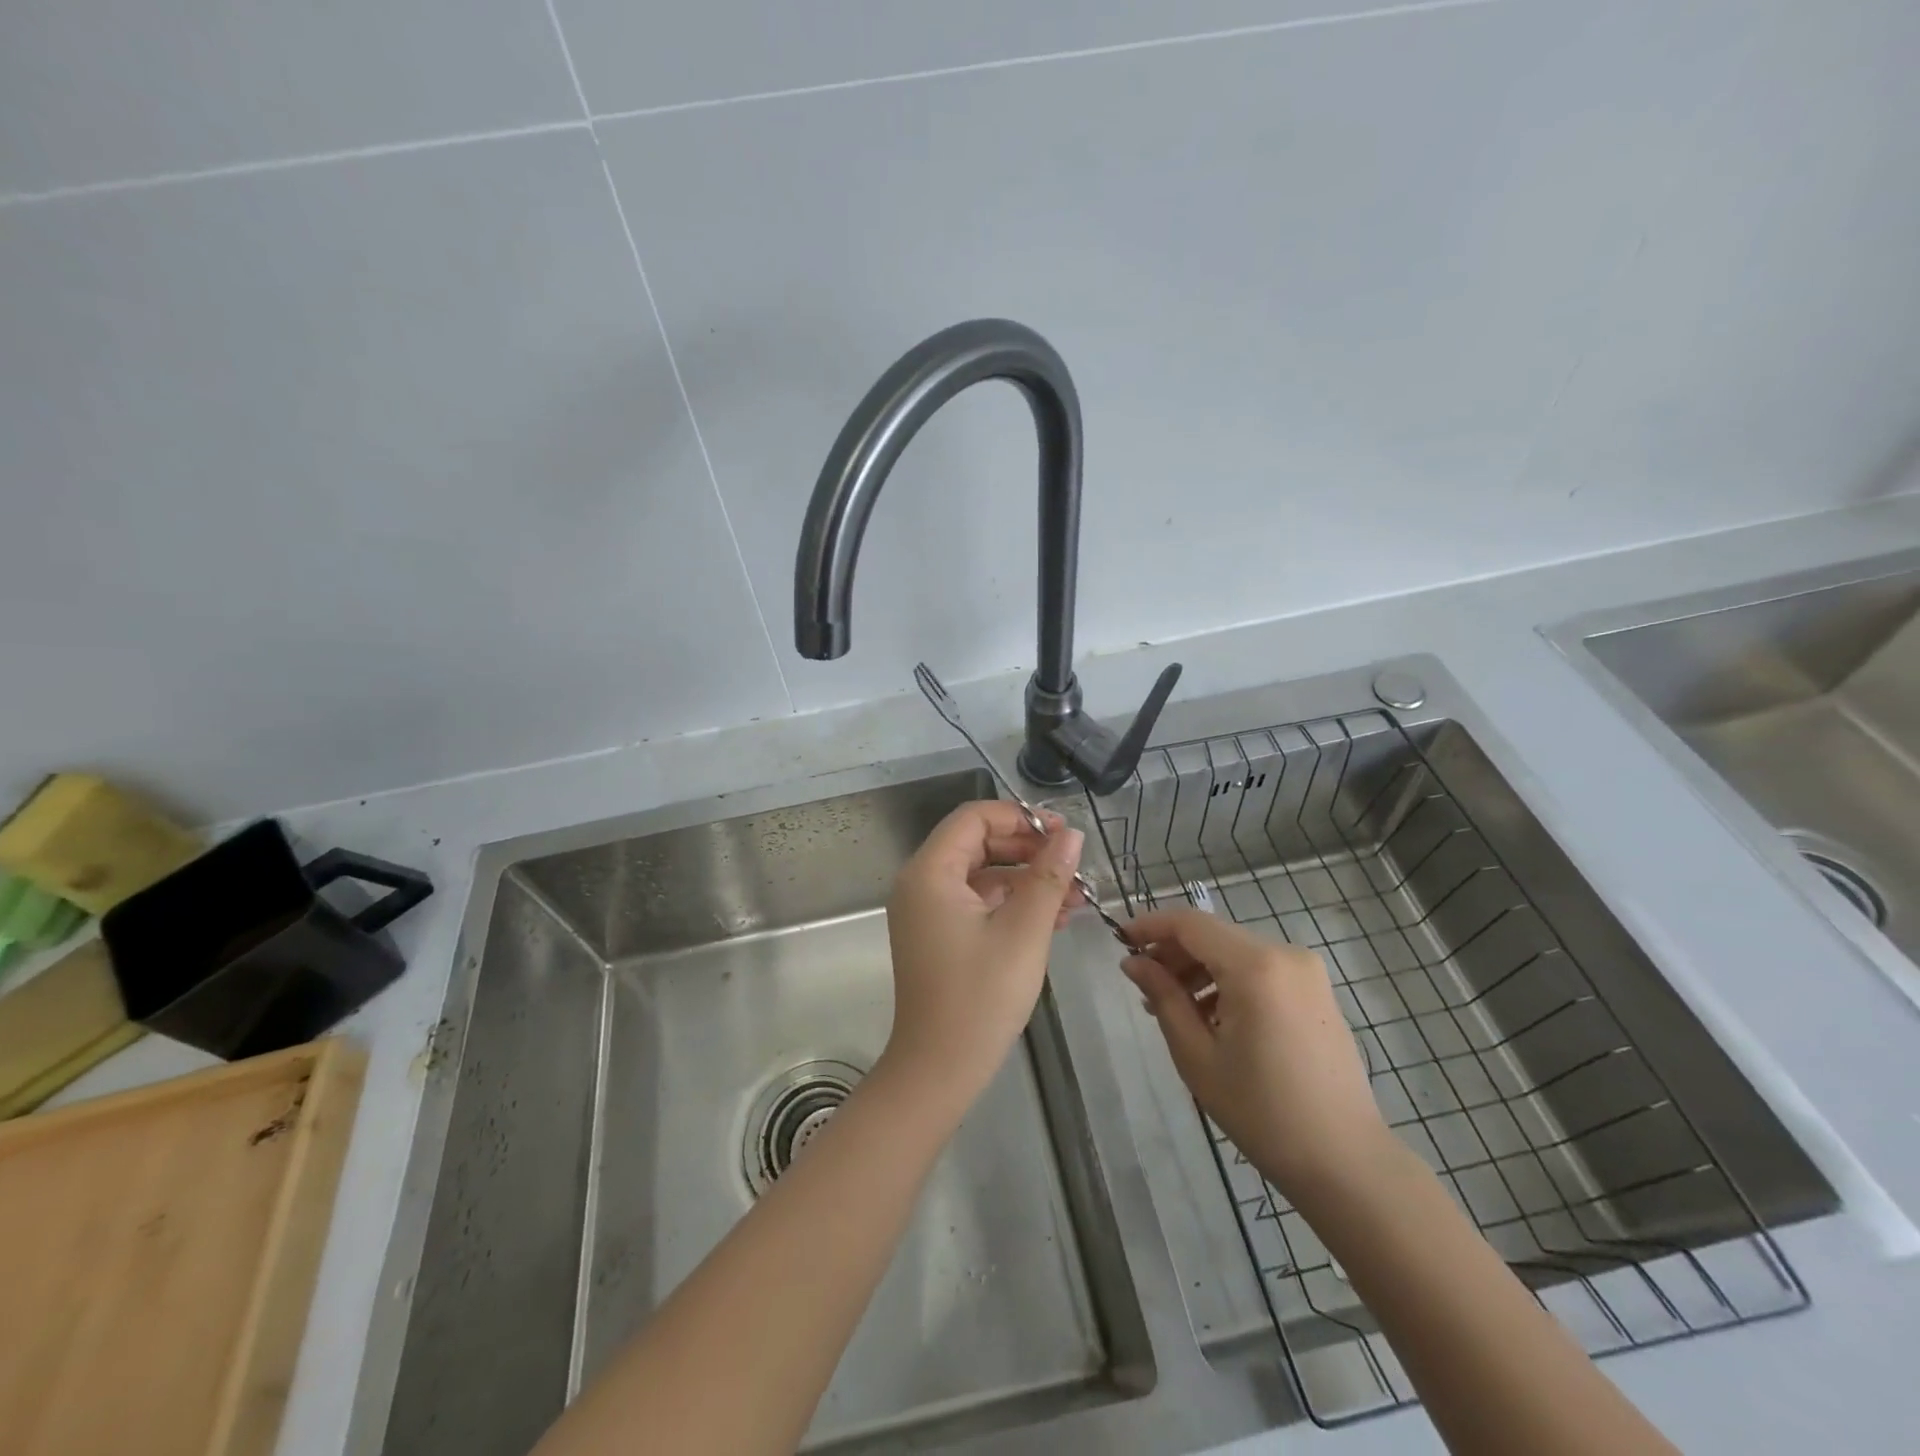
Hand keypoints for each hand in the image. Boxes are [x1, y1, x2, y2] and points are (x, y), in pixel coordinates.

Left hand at [882, 801, 1084, 1097]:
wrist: (939, 1069)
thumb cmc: (980, 996)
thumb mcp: (1024, 931)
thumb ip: (1048, 877)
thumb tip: (1070, 834)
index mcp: (930, 872)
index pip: (974, 818)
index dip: (1020, 817)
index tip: (1062, 832)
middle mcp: (921, 883)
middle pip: (978, 843)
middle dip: (1028, 849)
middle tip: (1073, 864)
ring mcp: (927, 911)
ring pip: (982, 874)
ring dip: (1027, 879)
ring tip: (1077, 896)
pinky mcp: (939, 934)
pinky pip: (977, 902)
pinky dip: (1012, 904)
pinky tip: (1054, 918)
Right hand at [1121, 907, 1391, 1204]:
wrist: (1345, 1161)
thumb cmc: (1262, 1112)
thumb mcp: (1197, 1055)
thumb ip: (1163, 997)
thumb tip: (1133, 962)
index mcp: (1256, 966)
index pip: (1190, 923)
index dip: (1150, 926)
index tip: (1119, 941)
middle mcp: (1285, 954)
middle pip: (1213, 934)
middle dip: (1173, 952)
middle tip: (1142, 985)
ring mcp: (1306, 971)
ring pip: (1235, 951)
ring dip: (1199, 969)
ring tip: (1172, 1008)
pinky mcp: (1316, 990)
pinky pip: (1259, 969)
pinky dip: (1228, 981)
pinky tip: (1210, 1017)